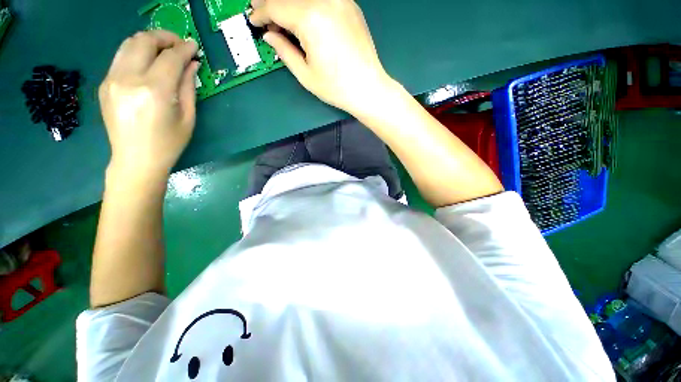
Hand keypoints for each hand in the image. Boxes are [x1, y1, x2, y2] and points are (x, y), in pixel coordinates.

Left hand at [99, 30, 198, 177]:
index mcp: (154, 91)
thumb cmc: (169, 143)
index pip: (170, 58)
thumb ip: (188, 87)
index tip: (194, 46)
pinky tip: (148, 64)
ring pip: (129, 44)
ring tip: (164, 50)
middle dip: (164, 37)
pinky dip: (137, 53)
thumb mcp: (187, 117)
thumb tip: (192, 64)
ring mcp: (112, 80)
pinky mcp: (105, 84)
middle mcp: (128, 79)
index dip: (184, 49)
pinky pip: (121, 58)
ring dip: (148, 41)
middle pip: (144, 41)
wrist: (136, 159)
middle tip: (179, 46)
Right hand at [250, 0, 394, 116]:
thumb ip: (284, 50)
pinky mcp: (350, 5)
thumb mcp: (305, 74)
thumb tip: (269, 35)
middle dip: (272, 4)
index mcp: (310, 18)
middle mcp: (325, 0)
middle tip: (262, 13)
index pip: (276, 7)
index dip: (261, 13)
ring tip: (282, 17)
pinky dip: (308, 4)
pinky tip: (304, 15)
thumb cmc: (336, 87)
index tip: (253, 20)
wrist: (368, 88)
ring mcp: (341, 0)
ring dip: (290, 4)